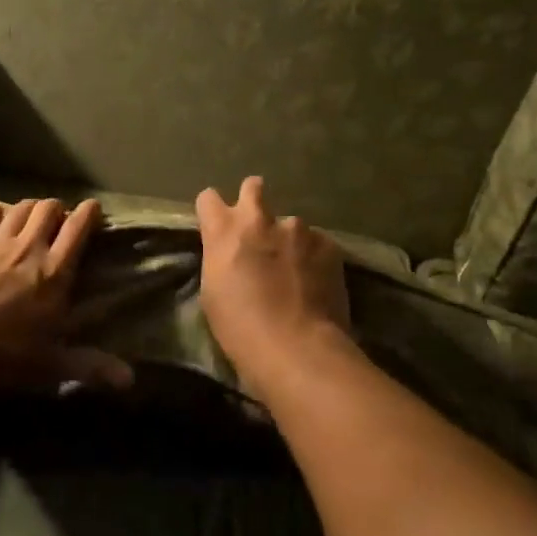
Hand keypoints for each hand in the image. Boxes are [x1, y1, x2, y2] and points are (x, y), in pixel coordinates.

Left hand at [0, 197, 132, 393]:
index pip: (79, 228)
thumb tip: (131, 379)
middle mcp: (29, 248)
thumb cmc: (4, 358)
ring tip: (29, 218)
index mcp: (56, 272)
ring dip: (29, 208)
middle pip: (49, 209)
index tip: (93, 208)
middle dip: (57, 209)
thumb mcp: (52, 365)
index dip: (89, 213)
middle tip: (58, 220)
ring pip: (19, 207)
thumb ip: (92, 366)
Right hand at [195, 177, 354, 386]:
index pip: (208, 198)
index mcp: (224, 230)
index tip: (218, 225)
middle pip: (252, 187)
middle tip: (258, 229)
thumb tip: (233, 254)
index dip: (213, 211)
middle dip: (253, 199)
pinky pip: (317, 243)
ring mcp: (297, 229)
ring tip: (296, 271)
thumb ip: (221, 259)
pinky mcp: (328, 244)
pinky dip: (314, 257)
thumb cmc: (241, 328)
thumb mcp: (213, 291)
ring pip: (290, 223)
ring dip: (289, 239)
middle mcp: (259, 219)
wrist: (297, 348)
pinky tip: (316, 282)